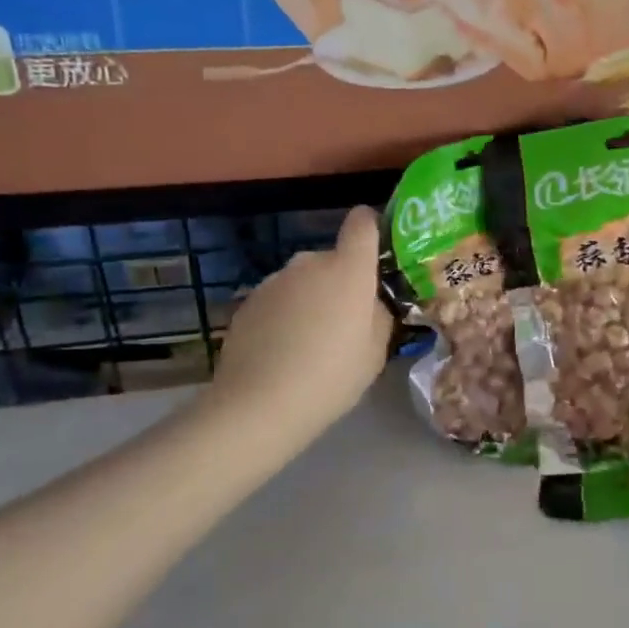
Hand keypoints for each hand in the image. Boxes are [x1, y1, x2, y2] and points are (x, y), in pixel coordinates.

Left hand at [209, 207, 393, 448]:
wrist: (259, 404)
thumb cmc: (331, 376)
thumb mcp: (375, 353)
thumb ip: (379, 316)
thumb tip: (371, 302)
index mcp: (348, 270)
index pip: (362, 223)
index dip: (371, 227)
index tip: (376, 249)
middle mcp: (309, 263)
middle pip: (332, 260)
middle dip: (341, 282)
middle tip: (345, 324)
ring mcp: (274, 280)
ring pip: (303, 281)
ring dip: (311, 300)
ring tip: (310, 344)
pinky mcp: (248, 301)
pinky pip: (278, 299)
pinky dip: (285, 316)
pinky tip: (282, 352)